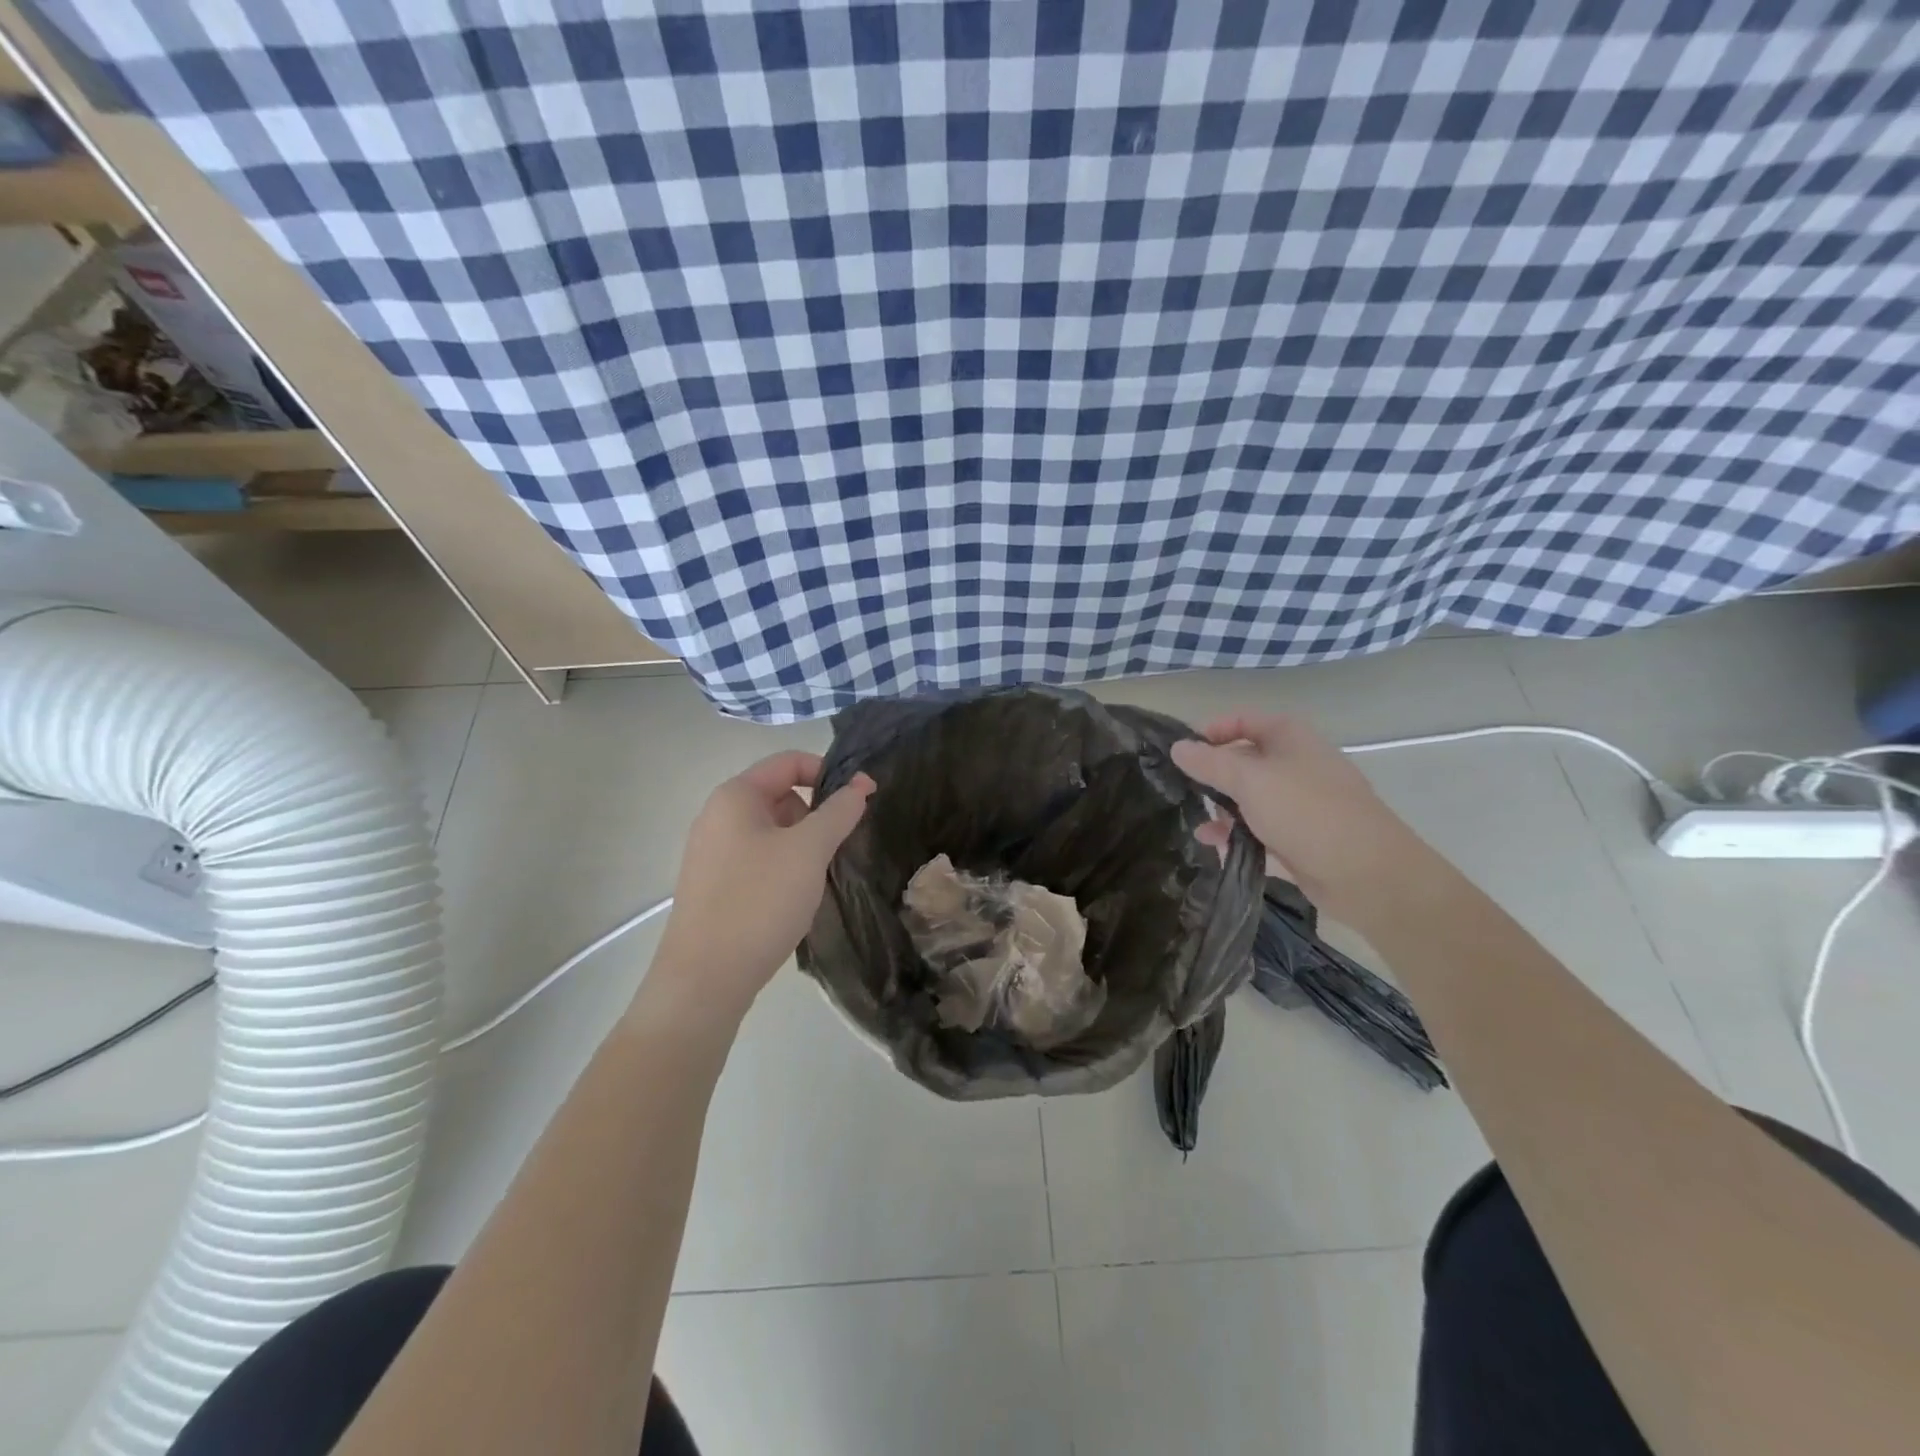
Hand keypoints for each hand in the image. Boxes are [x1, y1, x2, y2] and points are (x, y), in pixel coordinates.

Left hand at [650, 751, 873, 1019]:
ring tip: (815, 879)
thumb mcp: (809, 850)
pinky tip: (793, 899)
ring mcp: (712, 852)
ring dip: (802, 846)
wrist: (705, 979)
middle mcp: (718, 816)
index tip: (862, 800)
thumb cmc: (760, 901)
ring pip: (772, 831)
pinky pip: (758, 859)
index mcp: (735, 796)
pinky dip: (783, 868)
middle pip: (781, 795)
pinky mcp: (714, 885)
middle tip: (836, 848)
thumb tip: (861, 784)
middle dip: (815, 815)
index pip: (789, 762)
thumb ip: (838, 811)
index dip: (830, 773)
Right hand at [1170, 712, 1422, 919]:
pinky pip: (1262, 828)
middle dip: (1214, 775)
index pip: (1244, 720)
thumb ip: (1210, 763)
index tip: (1183, 752)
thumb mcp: (1249, 781)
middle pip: (1245, 760)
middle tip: (1182, 791)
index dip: (1212, 731)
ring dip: (1224, 809)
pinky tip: (1217, 846)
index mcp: (1291, 738)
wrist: (1368, 874)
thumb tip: (1177, 747)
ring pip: (1252, 797)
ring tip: (1199, 826)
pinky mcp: (1302, 837)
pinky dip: (1239, 834)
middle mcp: (1297, 764)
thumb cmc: (1306, 812)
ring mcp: (1302, 802)